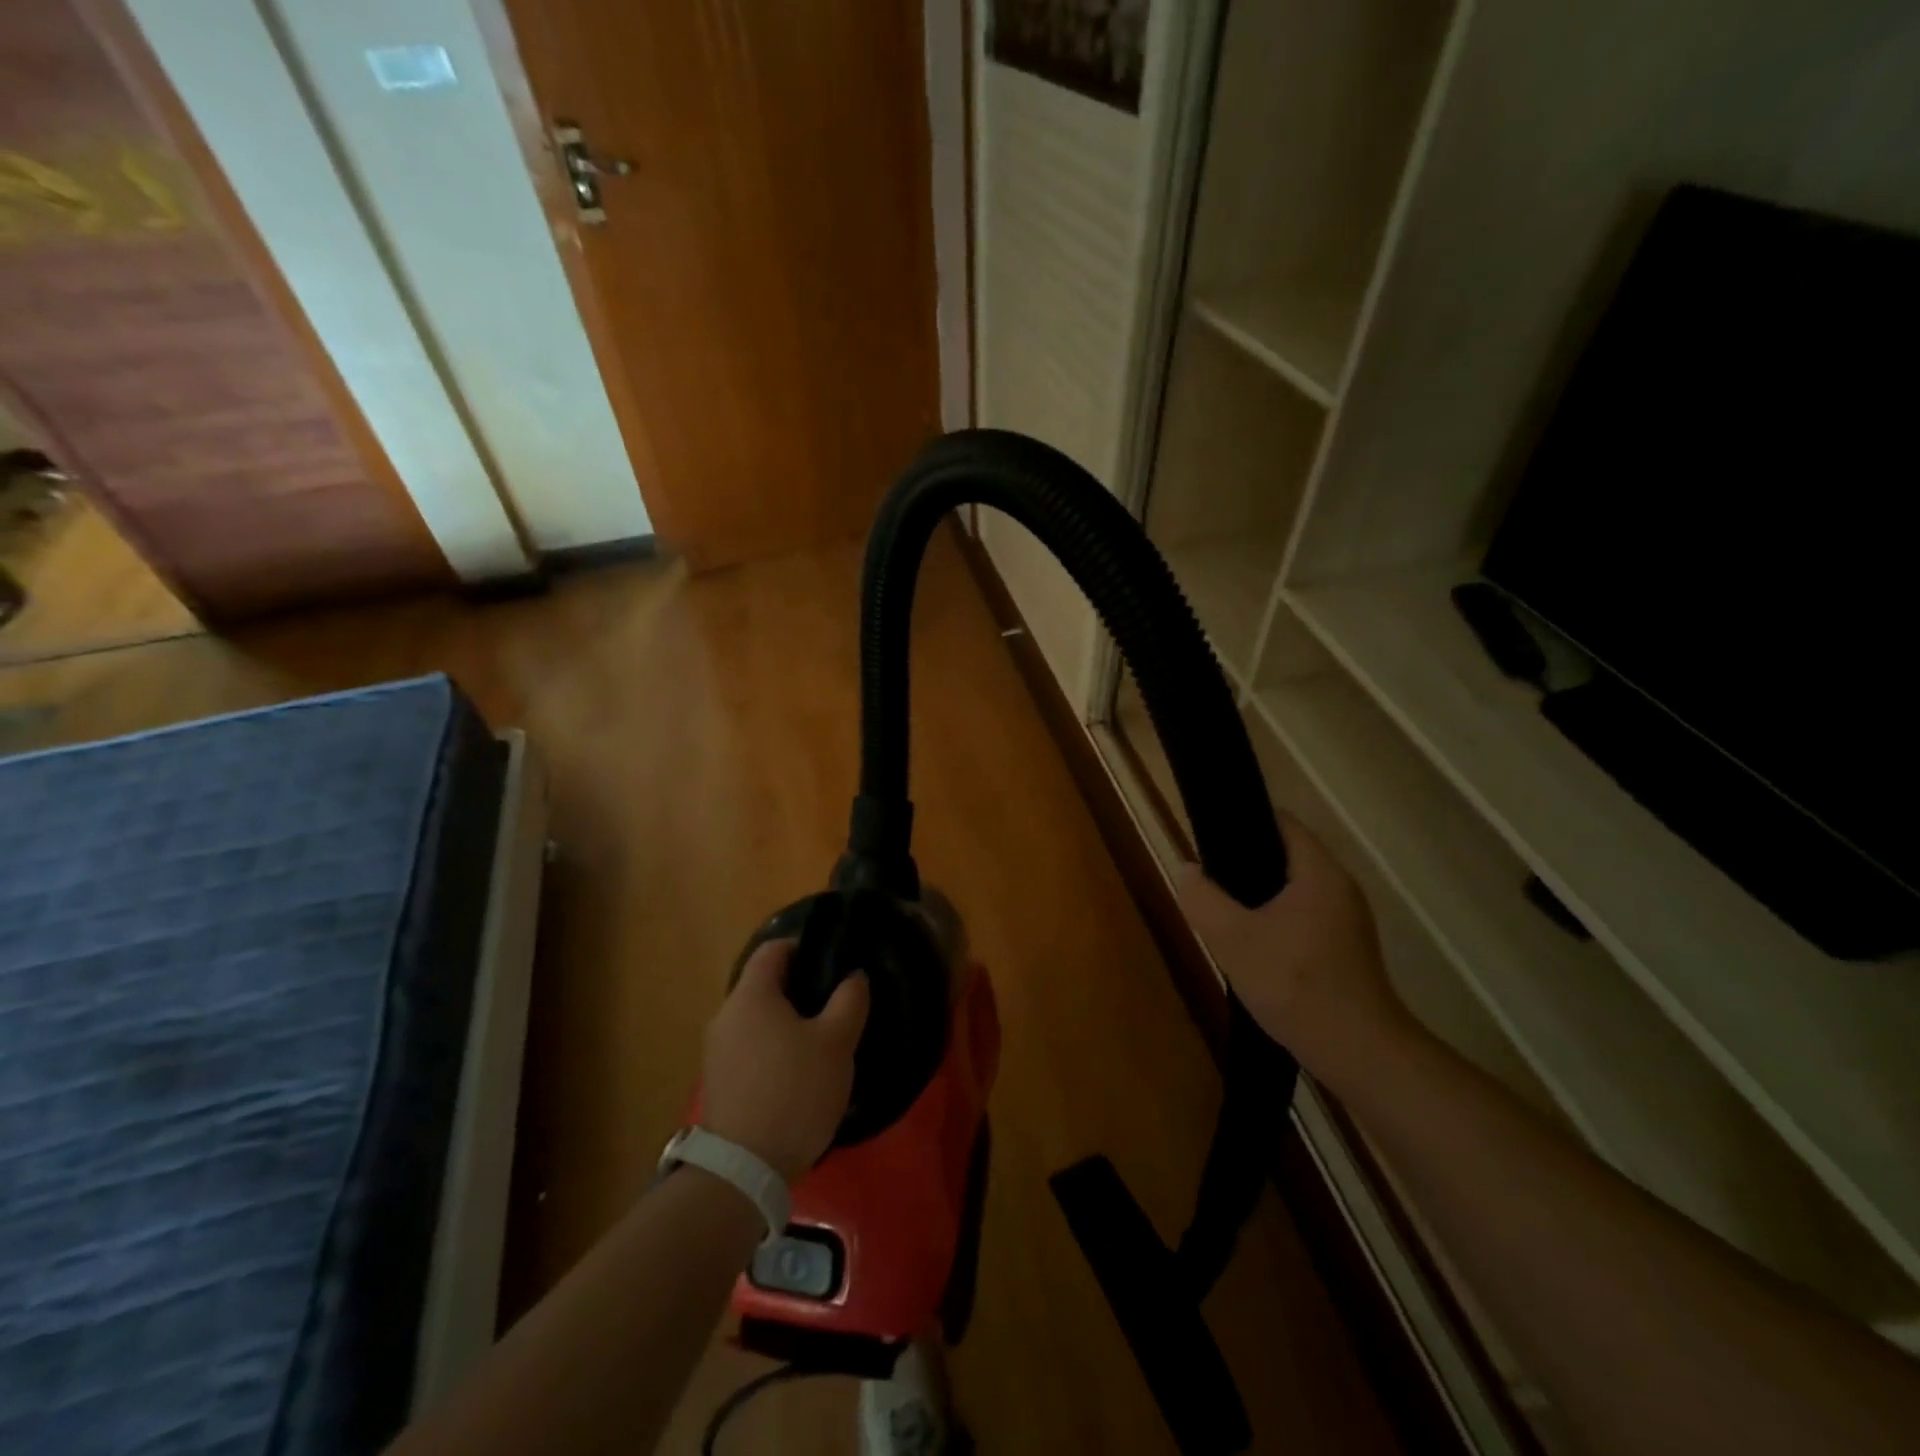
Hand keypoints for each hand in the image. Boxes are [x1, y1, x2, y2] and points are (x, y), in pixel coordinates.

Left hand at [701, 941, 869, 1181]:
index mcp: (751, 995)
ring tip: (823, 1042)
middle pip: (765, 984)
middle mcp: (726, 1015)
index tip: (834, 962)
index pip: (773, 949)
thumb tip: (853, 976)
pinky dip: (775, 1049)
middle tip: (836, 1004)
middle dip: (801, 988)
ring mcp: (717, 1051)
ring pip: (758, 1019)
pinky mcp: (719, 1082)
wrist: (743, 1170)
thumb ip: (850, 1000)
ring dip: (789, 1022)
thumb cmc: (794, 1091)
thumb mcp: (837, 1042)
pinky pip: (751, 1048)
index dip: (805, 947)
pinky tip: (800, 1074)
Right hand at [1176, 814, 1411, 1079]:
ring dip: (1260, 896)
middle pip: (1286, 855)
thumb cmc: (1295, 985)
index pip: (1281, 822)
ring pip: (1294, 889)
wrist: (1357, 1052)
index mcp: (1319, 872)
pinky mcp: (1347, 948)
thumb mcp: (1232, 939)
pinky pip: (1304, 916)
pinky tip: (1254, 946)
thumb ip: (1202, 898)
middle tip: (1210, 881)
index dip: (1243, 823)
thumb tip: (1187, 870)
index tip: (1210, 840)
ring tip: (1224, 912)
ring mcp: (1348, 919)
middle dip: (1246, 864)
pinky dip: (1277, 920)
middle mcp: (1340, 886)